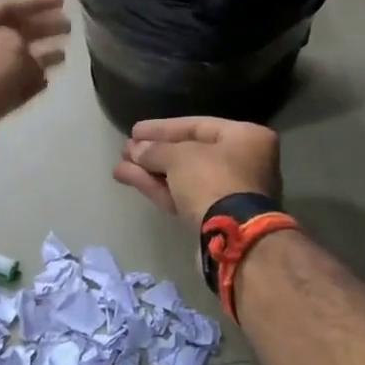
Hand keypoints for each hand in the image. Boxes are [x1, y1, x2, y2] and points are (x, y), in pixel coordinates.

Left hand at [0, 0, 69, 187]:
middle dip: (39, 28)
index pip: (6, 4)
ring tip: (65, 53)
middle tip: (69, 27)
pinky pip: (7, 88)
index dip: (36, 2)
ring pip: (10, 62)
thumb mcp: (6, 45)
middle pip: (8, 31)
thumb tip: (30, 56)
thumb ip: (24, 41)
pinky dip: (27, 83)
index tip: (64, 0)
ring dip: (37, 57)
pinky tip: (47, 81)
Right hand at [114, 117, 281, 227]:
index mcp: (245, 138)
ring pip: (182, 177)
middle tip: (126, 150)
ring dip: (149, 171)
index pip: (197, 126)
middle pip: (188, 153)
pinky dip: (157, 187)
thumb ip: (155, 150)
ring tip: (119, 166)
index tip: (135, 131)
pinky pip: (182, 195)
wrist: (231, 238)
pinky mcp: (214, 217)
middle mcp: (242, 162)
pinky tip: (128, 178)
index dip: (162, 128)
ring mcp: (229, 192)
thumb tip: (136, 150)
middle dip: (153, 152)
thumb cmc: (212, 180)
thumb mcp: (179, 157)